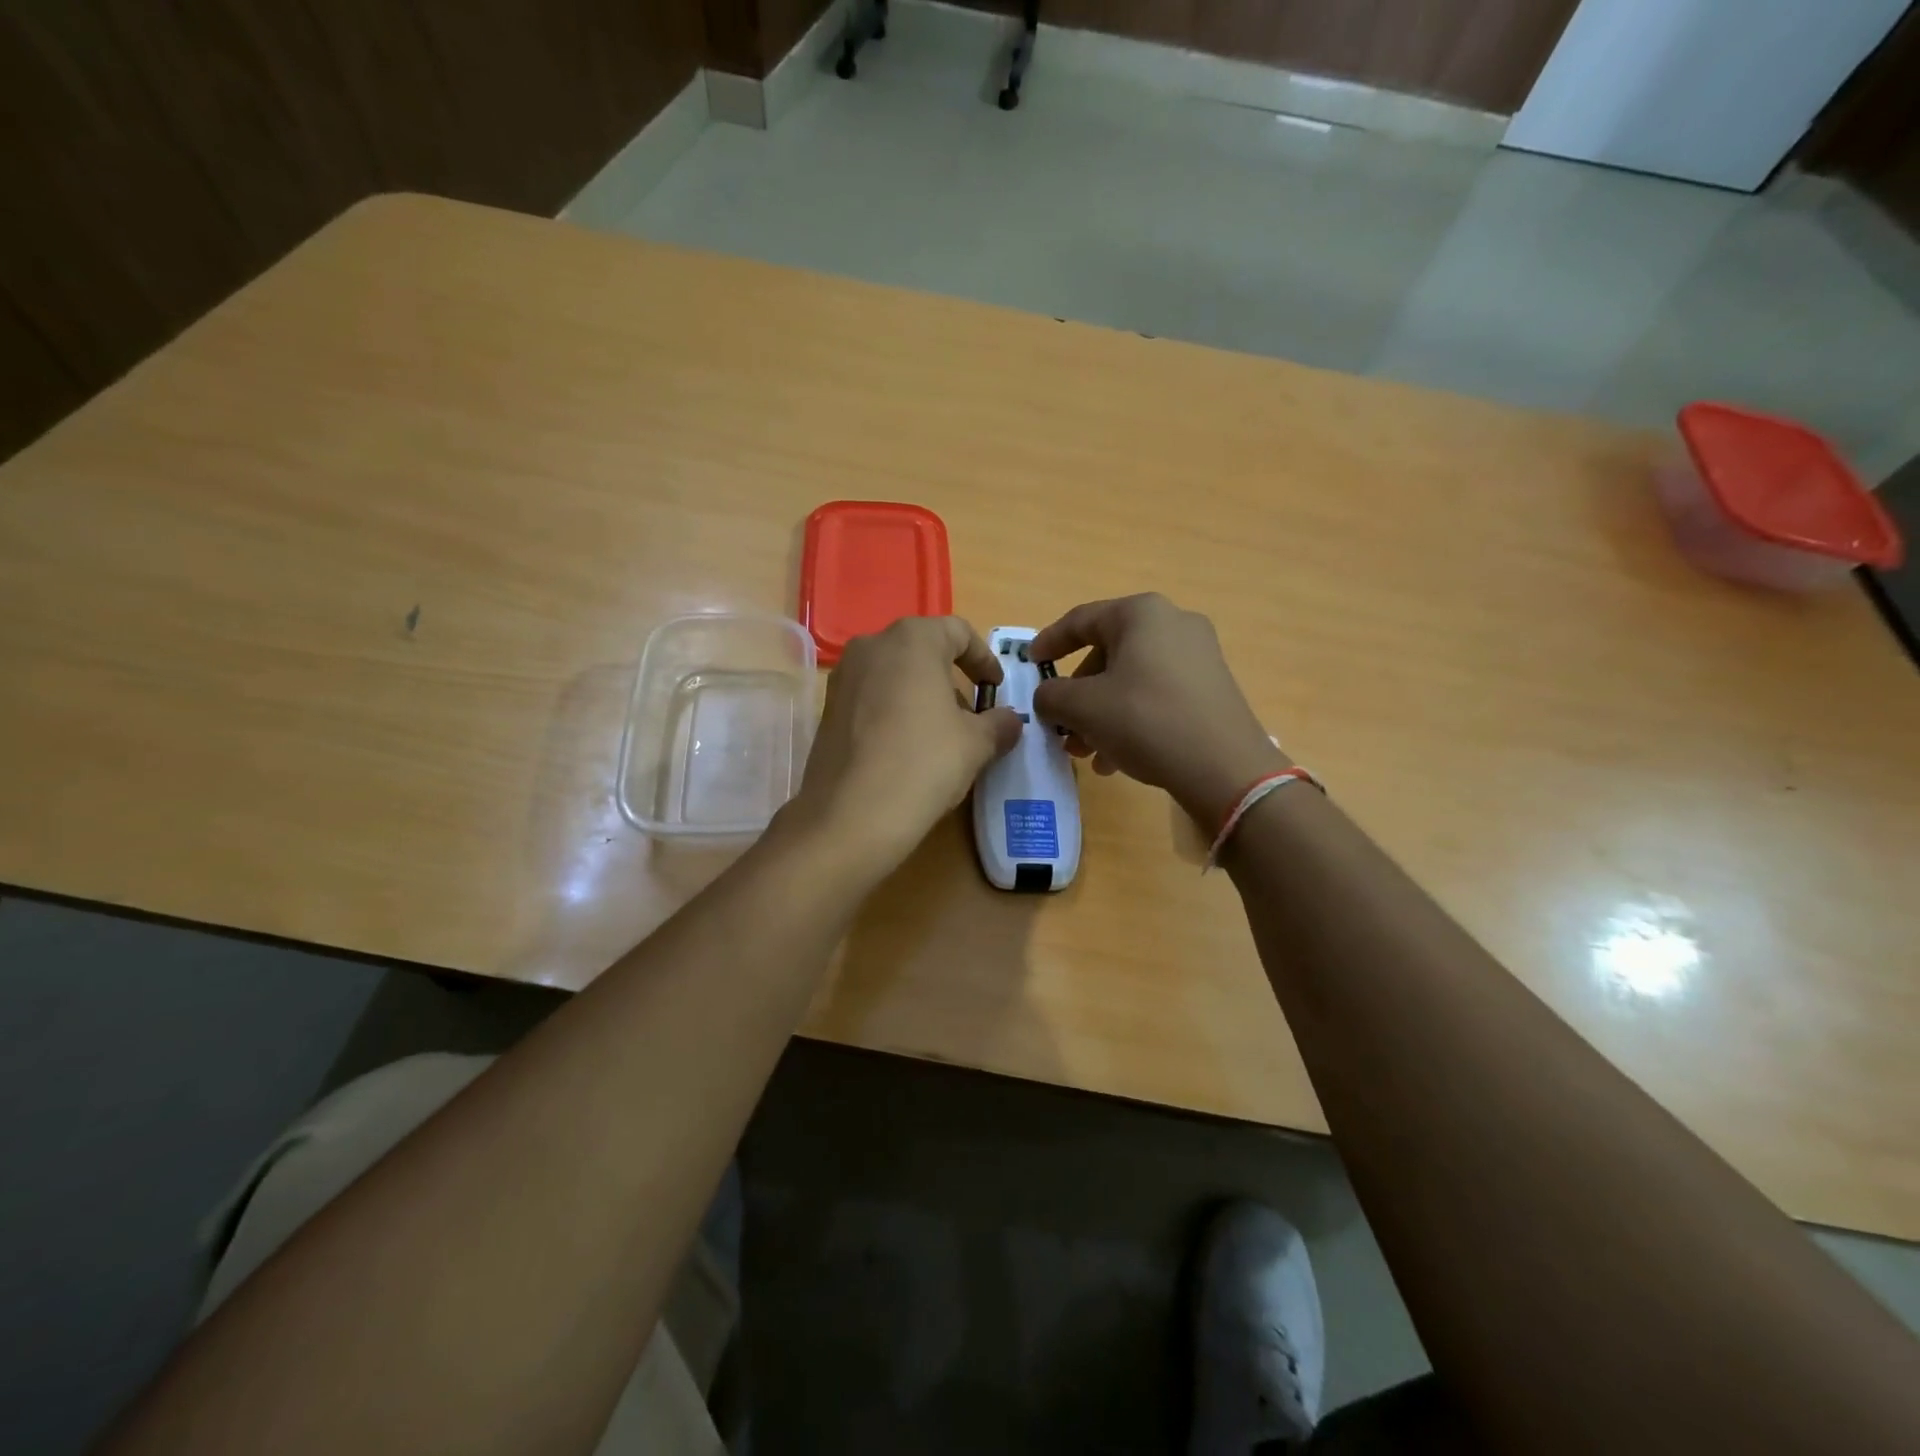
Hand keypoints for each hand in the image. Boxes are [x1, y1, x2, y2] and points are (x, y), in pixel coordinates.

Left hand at [787, 616, 1021, 874]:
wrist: (850, 816)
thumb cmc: (924, 763)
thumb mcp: (976, 744)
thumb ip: (999, 724)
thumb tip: (1009, 721)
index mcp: (912, 639)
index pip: (958, 632)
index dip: (984, 659)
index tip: (996, 689)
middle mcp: (871, 646)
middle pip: (923, 651)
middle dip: (951, 680)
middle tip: (971, 716)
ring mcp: (843, 677)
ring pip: (895, 675)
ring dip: (922, 696)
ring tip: (941, 737)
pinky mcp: (827, 710)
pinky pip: (872, 698)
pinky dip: (895, 712)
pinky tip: (907, 750)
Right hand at [1030, 593, 1285, 833]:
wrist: (1224, 767)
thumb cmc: (1145, 721)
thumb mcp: (1084, 708)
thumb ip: (1052, 696)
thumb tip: (1048, 698)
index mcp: (1141, 614)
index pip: (1080, 620)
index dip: (1049, 642)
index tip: (1029, 663)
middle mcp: (1173, 624)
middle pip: (1107, 653)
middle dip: (1078, 694)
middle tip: (1060, 725)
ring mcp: (1198, 656)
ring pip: (1131, 680)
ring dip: (1100, 714)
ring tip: (1085, 753)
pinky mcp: (1211, 687)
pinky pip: (1156, 695)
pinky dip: (1130, 719)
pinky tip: (1116, 759)